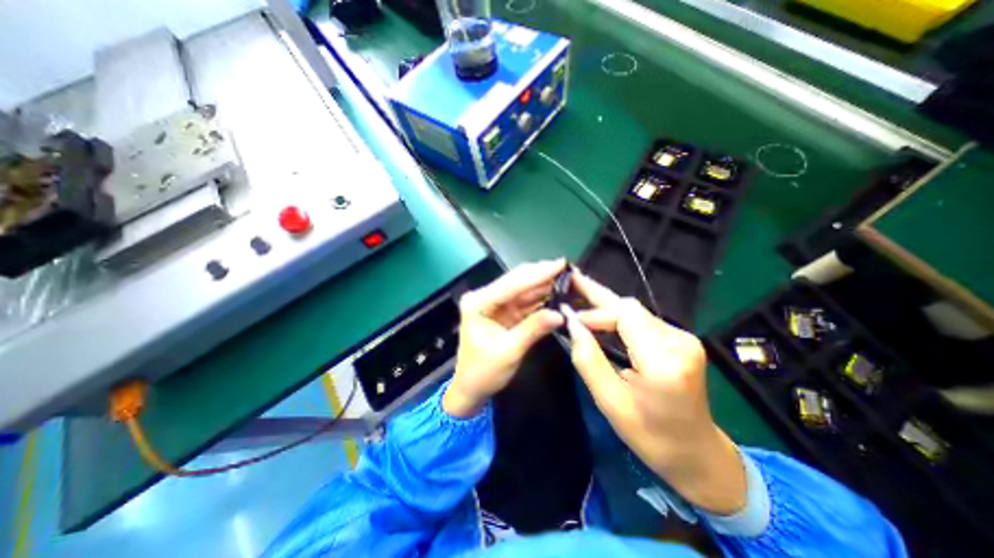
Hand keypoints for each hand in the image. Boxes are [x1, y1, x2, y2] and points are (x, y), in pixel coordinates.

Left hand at [445, 262, 566, 417]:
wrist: (471, 388)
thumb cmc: (483, 373)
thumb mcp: (508, 352)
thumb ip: (533, 329)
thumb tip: (561, 314)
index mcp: (478, 303)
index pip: (511, 284)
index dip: (538, 274)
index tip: (561, 263)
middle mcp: (486, 297)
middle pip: (517, 282)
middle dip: (543, 275)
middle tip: (568, 268)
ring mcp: (496, 304)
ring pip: (524, 289)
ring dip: (545, 284)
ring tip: (568, 278)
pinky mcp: (506, 312)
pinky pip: (527, 301)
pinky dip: (542, 298)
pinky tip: (558, 292)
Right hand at [563, 271, 740, 514]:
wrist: (697, 453)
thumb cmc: (650, 436)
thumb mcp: (610, 402)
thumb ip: (588, 360)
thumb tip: (572, 324)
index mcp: (664, 362)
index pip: (625, 316)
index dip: (594, 312)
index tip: (569, 319)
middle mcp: (679, 342)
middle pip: (631, 308)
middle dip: (597, 297)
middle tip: (572, 279)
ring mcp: (683, 339)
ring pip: (636, 311)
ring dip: (606, 306)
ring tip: (579, 293)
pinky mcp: (680, 340)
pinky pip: (642, 320)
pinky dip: (618, 317)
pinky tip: (599, 313)